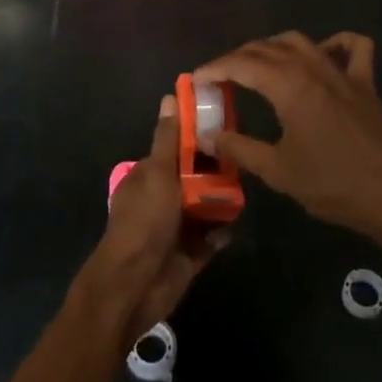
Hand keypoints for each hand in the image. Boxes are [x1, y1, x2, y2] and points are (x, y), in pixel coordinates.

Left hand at [95, 95, 227, 344]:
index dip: (198, 137)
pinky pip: (212, 237)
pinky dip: (222, 231)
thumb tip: (169, 96)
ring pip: (205, 207)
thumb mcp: (157, 173)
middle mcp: (161, 198)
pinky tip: (234, 224)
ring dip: (222, 201)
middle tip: (244, 160)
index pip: (176, 149)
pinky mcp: (190, 254)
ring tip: (245, 190)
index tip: (225, 125)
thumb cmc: (144, 222)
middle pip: (194, 178)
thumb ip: (168, 139)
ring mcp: (175, 227)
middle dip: (216, 172)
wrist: (135, 285)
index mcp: (148, 176)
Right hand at [194, 32, 381, 241]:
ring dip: (273, 47)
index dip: (215, 69)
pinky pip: (352, 48)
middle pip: (267, 48)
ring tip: (256, 65)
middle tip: (219, 77)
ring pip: (302, 41)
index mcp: (290, 86)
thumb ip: (239, 149)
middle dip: (238, 57)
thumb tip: (208, 135)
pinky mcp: (365, 84)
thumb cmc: (334, 185)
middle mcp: (314, 68)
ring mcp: (343, 72)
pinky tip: (322, 54)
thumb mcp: (278, 171)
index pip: (242, 65)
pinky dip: (333, 43)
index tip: (196, 80)